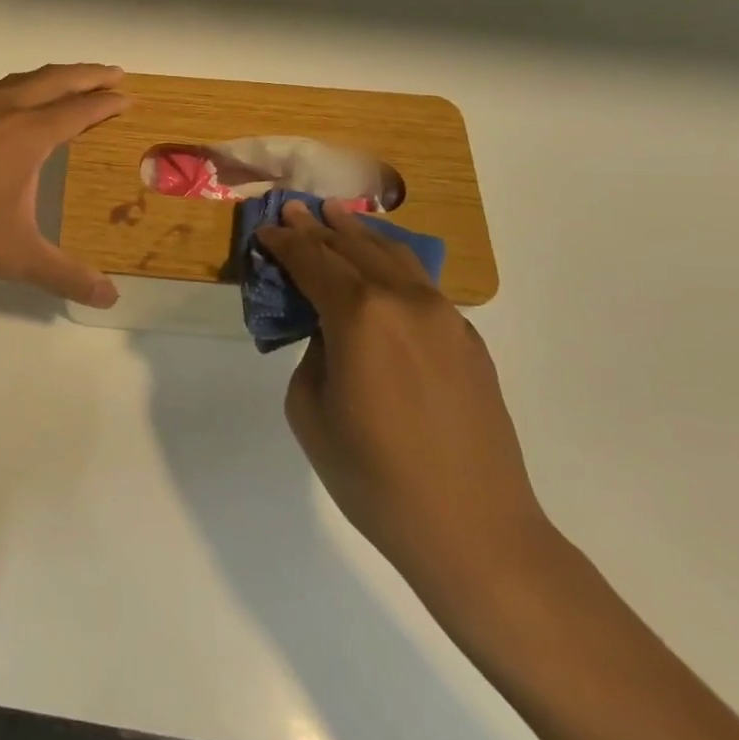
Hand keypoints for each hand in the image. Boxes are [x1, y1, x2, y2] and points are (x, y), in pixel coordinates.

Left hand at [0, 64, 128, 306]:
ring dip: (46, 77)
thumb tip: (110, 298)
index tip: (127, 96)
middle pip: (53, 80)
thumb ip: (65, 276)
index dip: (106, 102)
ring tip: (62, 83)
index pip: (78, 110)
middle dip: (88, 75)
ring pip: (15, 78)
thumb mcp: (14, 258)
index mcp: (26, 135)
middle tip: (114, 72)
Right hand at [257, 199, 553, 596]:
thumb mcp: (311, 411)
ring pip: (394, 255)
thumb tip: (331, 333)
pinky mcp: (468, 338)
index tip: (265, 229)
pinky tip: (381, 265)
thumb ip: (313, 354)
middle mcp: (404, 300)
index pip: (312, 260)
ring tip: (337, 216)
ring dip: (359, 234)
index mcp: (360, 314)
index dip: (284, 242)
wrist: (474, 530)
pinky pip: (421, 284)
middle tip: (295, 209)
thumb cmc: (374, 477)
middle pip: (352, 247)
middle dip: (318, 227)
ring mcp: (444, 316)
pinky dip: (392, 264)